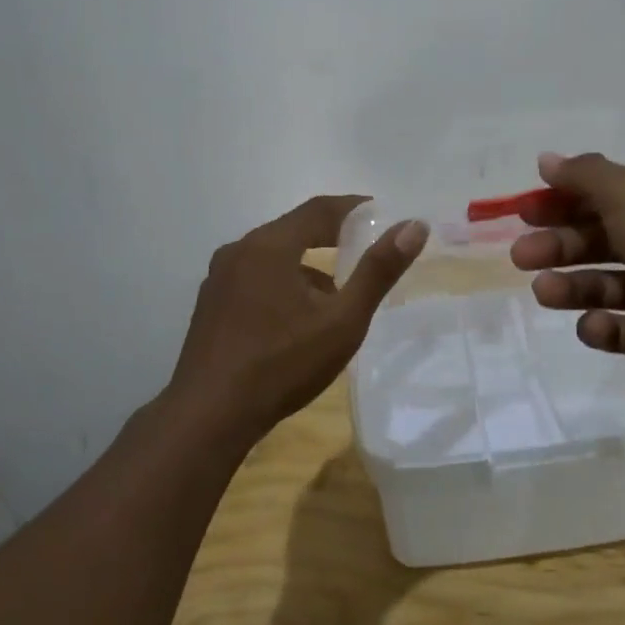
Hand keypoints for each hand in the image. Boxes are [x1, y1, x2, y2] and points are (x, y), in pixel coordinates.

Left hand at [168, 196, 427, 439]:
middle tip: (366, 247)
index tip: (382, 212)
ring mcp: (218, 279)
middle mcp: (238, 251)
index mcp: (269, 245)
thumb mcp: (342, 319)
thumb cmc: (282, 364)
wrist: (209, 416)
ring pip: (273, 257)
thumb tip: (414, 226)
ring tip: (337, 290)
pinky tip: (298, 317)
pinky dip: (283, 282)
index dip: (354, 208)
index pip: (319, 209)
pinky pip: (255, 278)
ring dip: (307, 264)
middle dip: (332, 236)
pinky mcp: (211, 305)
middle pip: (293, 229)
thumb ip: (378, 270)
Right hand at [510, 153, 624, 401]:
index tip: (526, 210)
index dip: (564, 200)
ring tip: (544, 292)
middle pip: (600, 240)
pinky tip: (594, 325)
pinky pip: (618, 329)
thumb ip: (585, 176)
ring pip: (603, 284)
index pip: (608, 195)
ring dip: (569, 286)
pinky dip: (600, 326)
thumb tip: (546, 159)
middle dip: (558, 245)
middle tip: (521, 255)